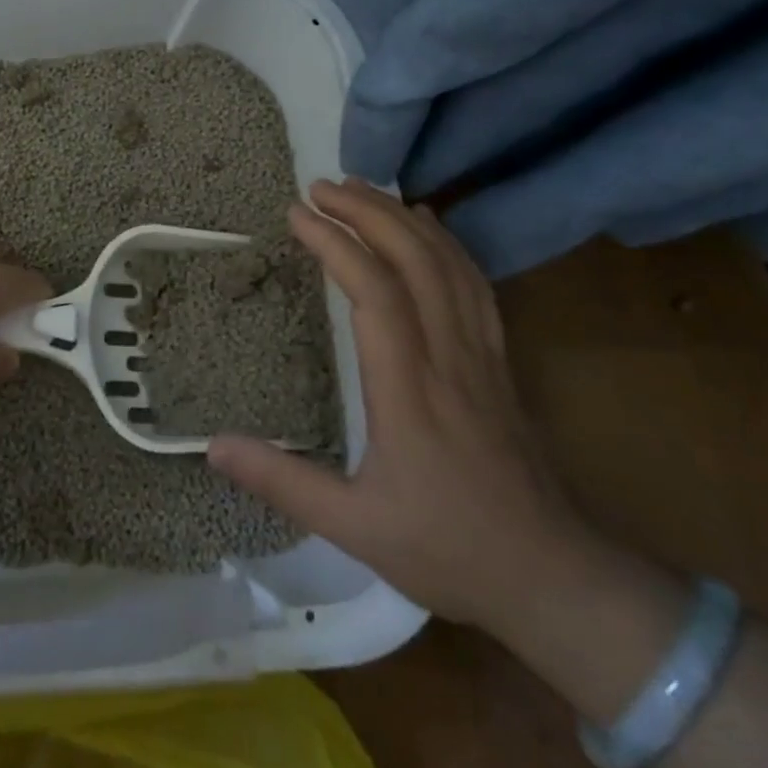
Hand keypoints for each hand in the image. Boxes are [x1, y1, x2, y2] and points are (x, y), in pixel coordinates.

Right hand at [208, 178, 589, 630]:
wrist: (556, 580)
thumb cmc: (448, 548)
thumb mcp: (354, 528)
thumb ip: (282, 482)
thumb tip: (212, 445)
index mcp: (409, 390)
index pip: (376, 294)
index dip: (335, 244)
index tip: (296, 214)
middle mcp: (448, 357)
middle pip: (414, 262)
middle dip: (366, 213)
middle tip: (320, 186)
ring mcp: (482, 355)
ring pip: (448, 265)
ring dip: (402, 218)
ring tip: (361, 189)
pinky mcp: (500, 361)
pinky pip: (474, 285)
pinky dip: (446, 243)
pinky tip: (426, 226)